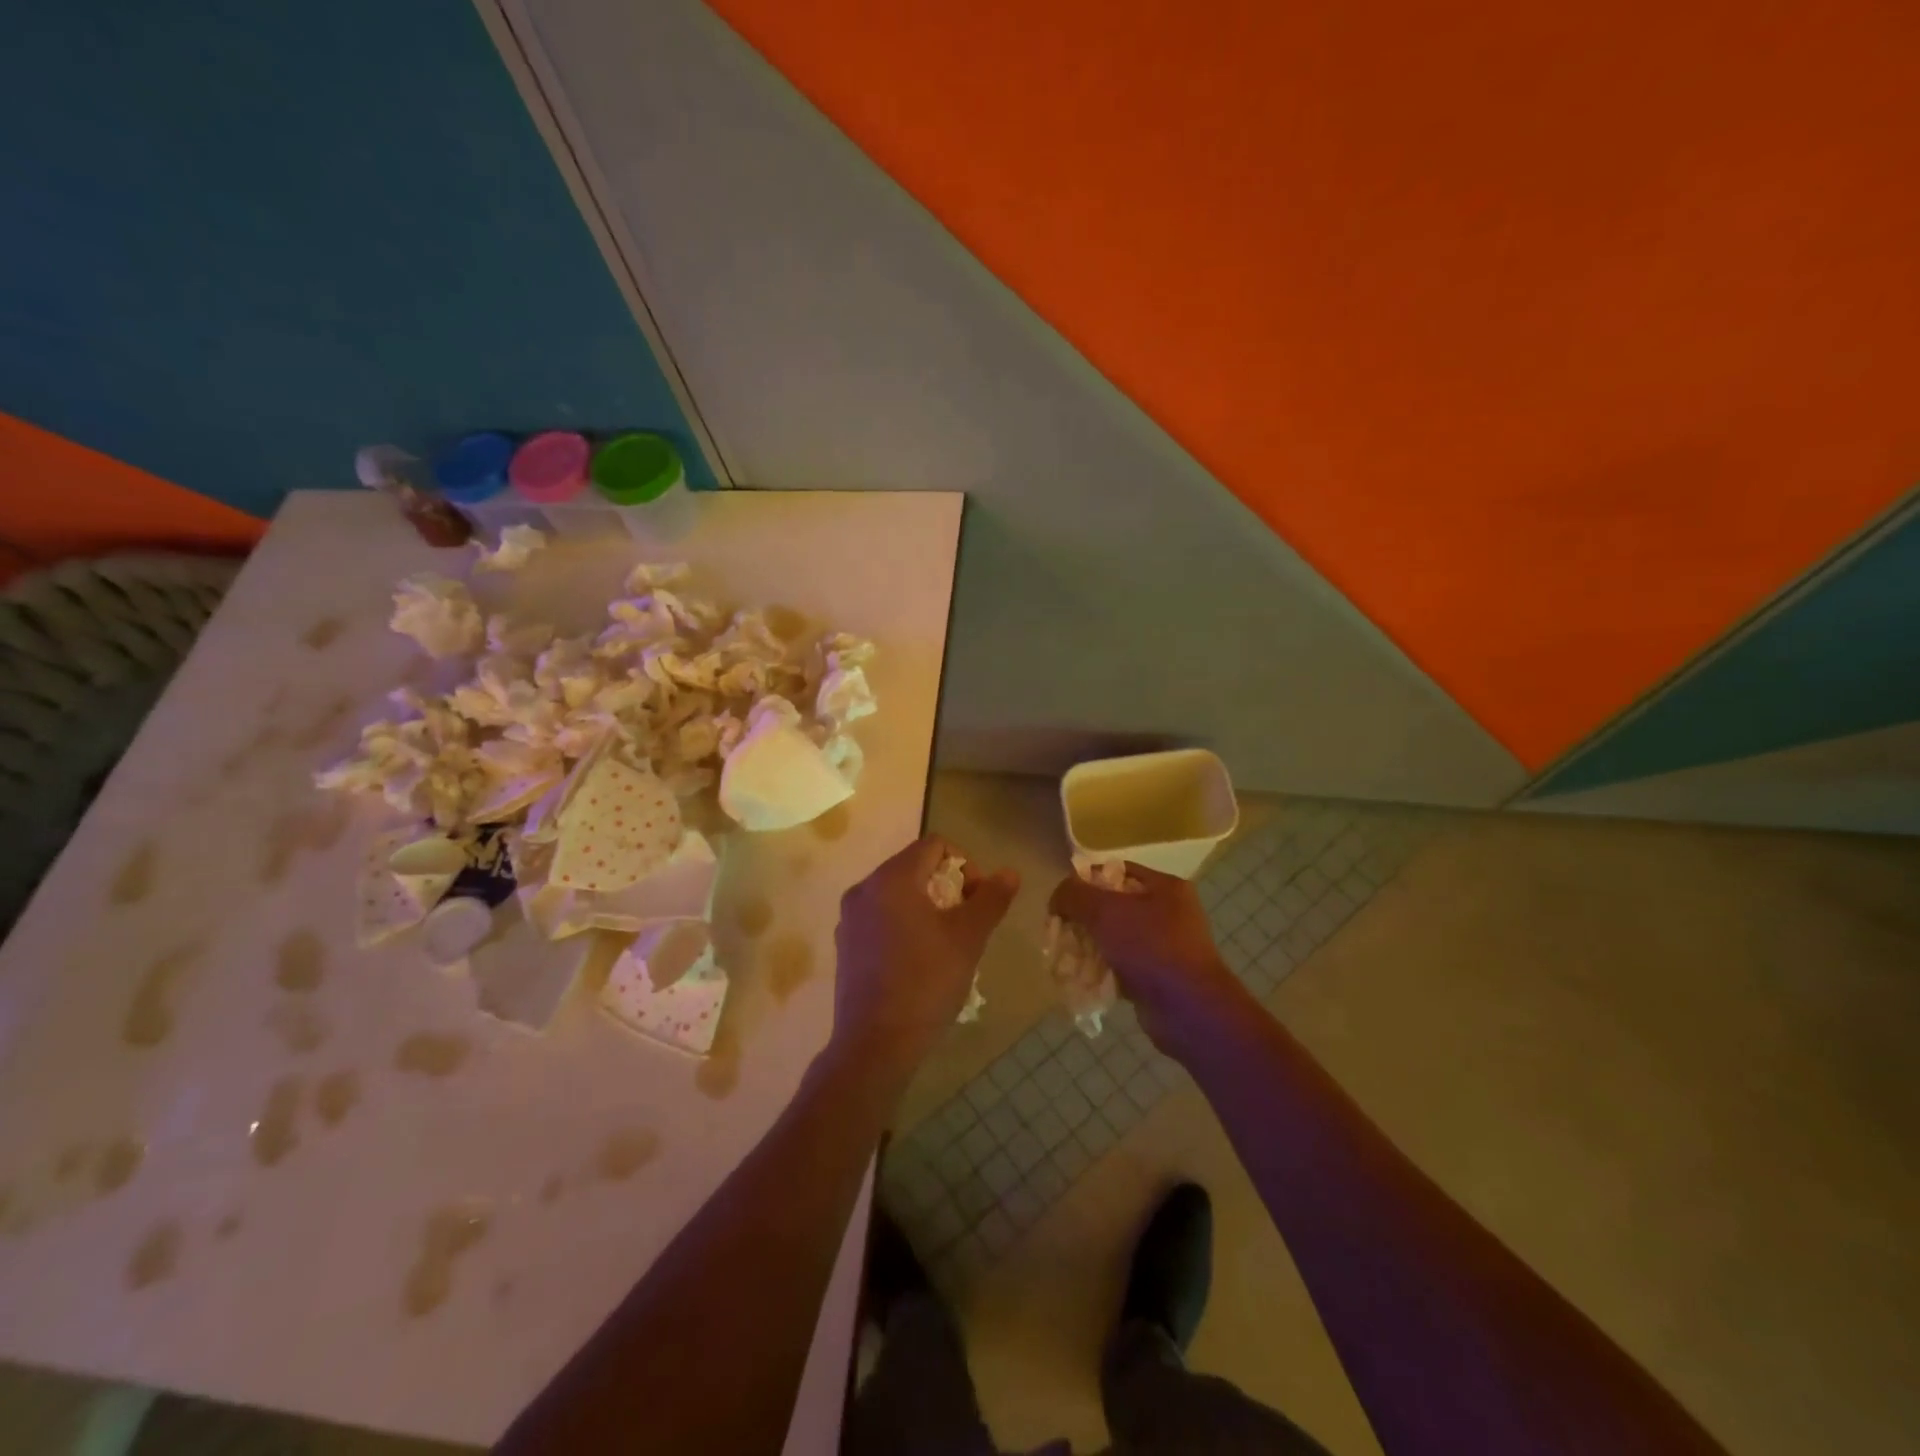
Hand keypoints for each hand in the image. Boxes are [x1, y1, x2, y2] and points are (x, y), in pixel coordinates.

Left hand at [832, 835, 1018, 1077]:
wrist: (875, 1044)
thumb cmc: (926, 983)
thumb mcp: (968, 938)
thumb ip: (990, 899)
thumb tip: (1010, 872)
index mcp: (892, 878)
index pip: (935, 845)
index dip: (966, 864)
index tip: (977, 899)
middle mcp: (864, 888)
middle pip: (915, 866)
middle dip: (947, 886)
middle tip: (966, 922)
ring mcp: (850, 917)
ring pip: (898, 893)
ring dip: (928, 905)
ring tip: (946, 942)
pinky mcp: (845, 943)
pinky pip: (881, 916)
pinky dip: (905, 923)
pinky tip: (919, 959)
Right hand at [1048, 862, 1242, 1055]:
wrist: (1190, 1011)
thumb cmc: (1150, 948)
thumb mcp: (1105, 911)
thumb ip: (1075, 895)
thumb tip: (1058, 897)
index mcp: (1164, 887)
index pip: (1115, 871)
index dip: (1084, 882)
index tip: (1061, 901)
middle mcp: (1167, 912)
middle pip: (1111, 906)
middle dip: (1082, 919)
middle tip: (1059, 933)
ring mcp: (1164, 947)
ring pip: (1113, 938)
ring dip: (1088, 947)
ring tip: (1066, 959)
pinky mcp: (1156, 977)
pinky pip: (1120, 966)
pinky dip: (1101, 971)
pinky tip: (1082, 980)